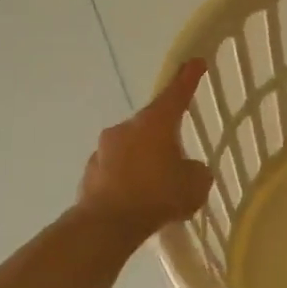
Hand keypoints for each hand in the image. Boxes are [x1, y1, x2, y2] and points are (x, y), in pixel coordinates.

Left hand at [77, 59, 213, 239]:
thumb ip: (196, 171)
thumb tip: (188, 169)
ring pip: (131, 147)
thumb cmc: (157, 195)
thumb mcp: (195, 184)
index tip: (195, 61)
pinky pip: (115, 170)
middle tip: (177, 157)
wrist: (106, 226)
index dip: (188, 77)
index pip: (176, 92)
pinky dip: (127, 178)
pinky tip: (136, 200)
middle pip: (151, 123)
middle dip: (164, 136)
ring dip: (143, 159)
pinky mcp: (89, 173)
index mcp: (155, 122)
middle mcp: (126, 128)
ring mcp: (103, 149)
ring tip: (156, 186)